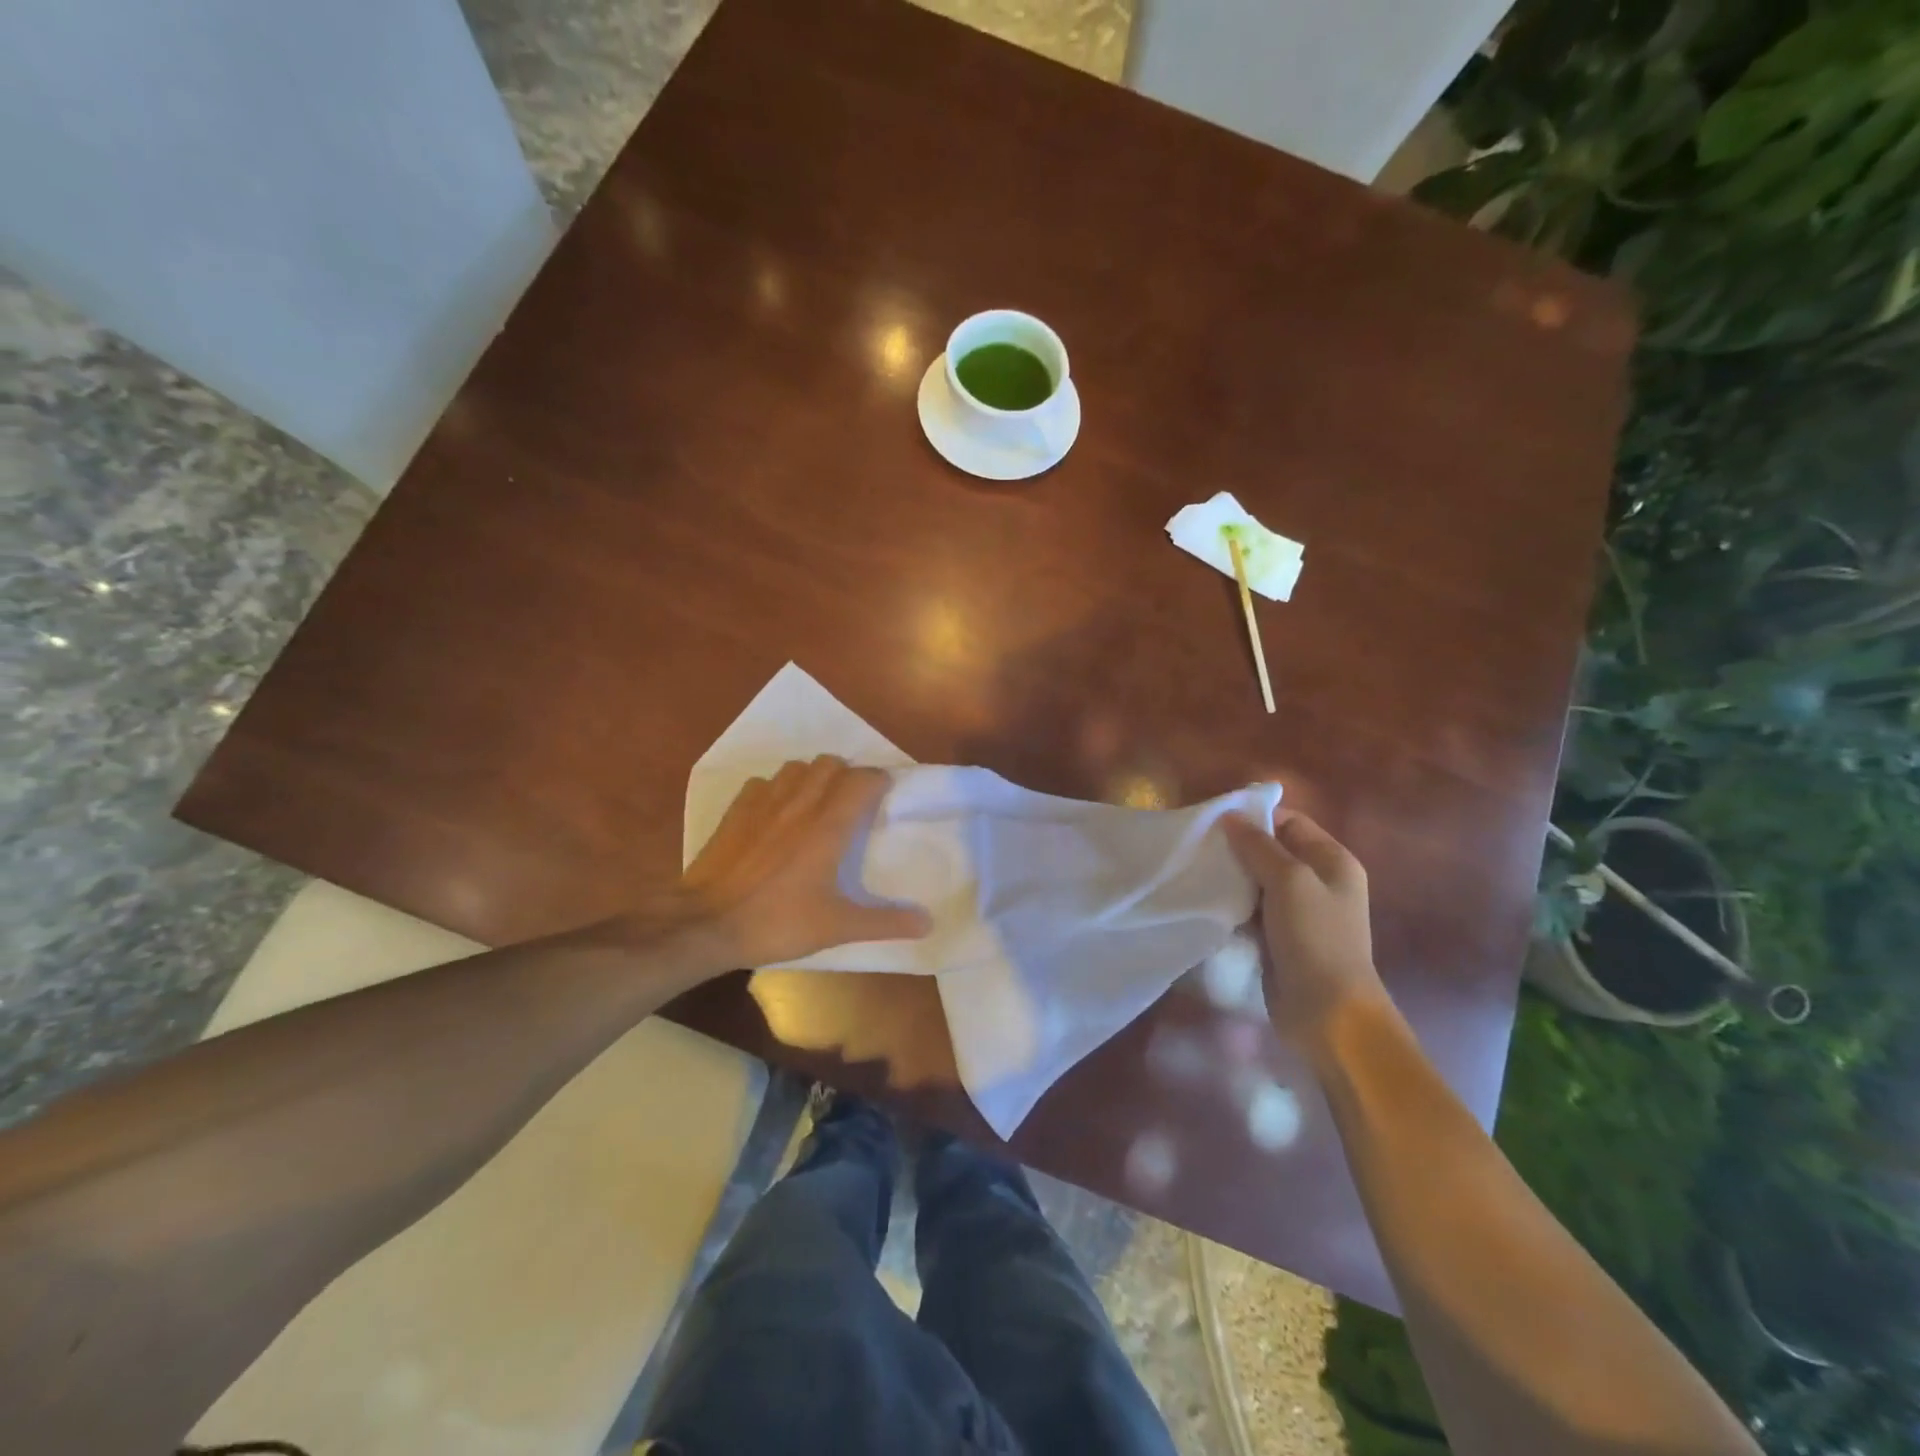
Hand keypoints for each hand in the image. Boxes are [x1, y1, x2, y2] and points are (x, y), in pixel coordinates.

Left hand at [680, 756, 931, 968]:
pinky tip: (776, 814)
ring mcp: (764, 802)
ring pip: (797, 767)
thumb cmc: (777, 921)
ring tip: (817, 803)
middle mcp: (800, 803)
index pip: (864, 780)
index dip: (879, 781)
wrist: (707, 924)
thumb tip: (929, 922)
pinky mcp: (737, 810)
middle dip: (847, 775)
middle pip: (831, 764)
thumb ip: (884, 922)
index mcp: (829, 825)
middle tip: (853, 803)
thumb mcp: (837, 927)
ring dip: (812, 777)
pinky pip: (763, 783)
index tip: (886, 797)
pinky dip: (776, 789)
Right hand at [1223, 807, 1389, 1048]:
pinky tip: (1206, 899)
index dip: (1256, 817)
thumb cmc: (1315, 937)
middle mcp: (1318, 881)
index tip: (1214, 820)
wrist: (1327, 1012)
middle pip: (1272, 849)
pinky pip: (1251, 907)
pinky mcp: (1278, 936)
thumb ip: (1259, 845)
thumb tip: (1230, 816)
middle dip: (1237, 846)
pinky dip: (1231, 902)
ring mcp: (1298, 911)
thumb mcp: (1289, 881)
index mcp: (1333, 861)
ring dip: (1231, 875)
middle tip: (1199, 845)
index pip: (1290, 822)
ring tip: (1196, 870)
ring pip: (1257, 880)